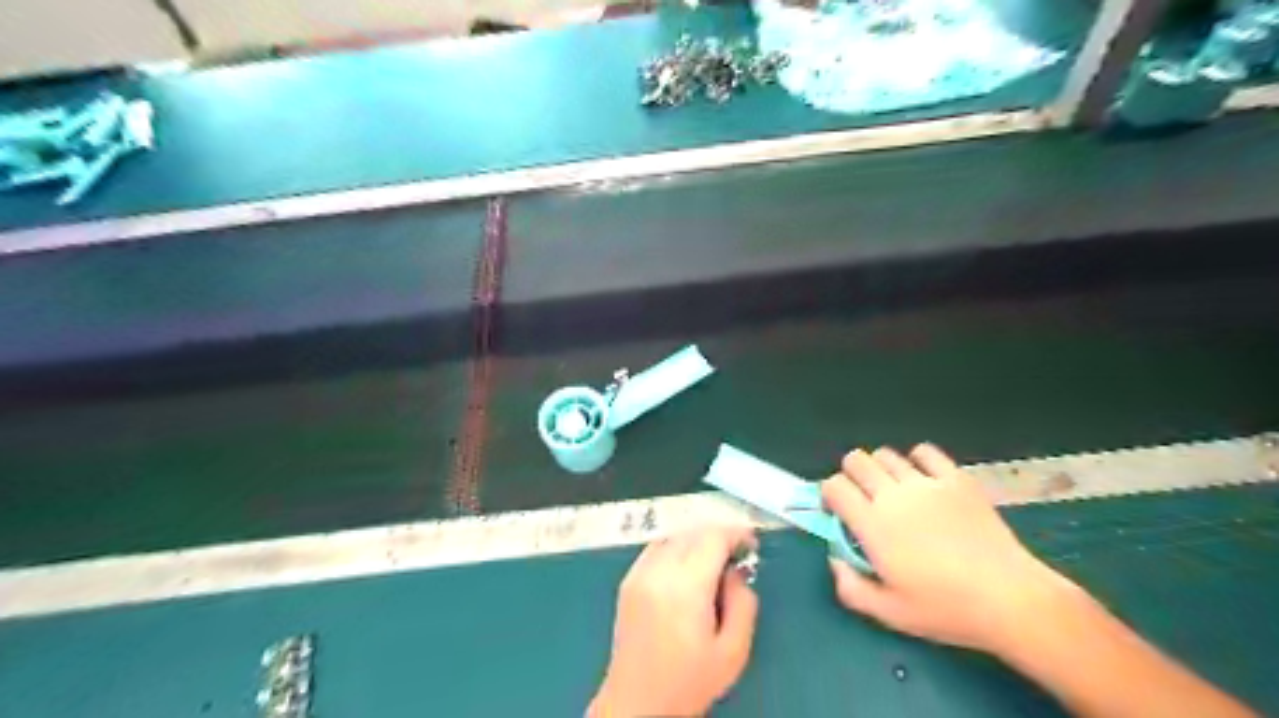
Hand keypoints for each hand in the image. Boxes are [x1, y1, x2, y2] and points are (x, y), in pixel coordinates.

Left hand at [593, 525, 756, 715]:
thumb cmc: (688, 682)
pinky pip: (656, 547)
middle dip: (718, 535)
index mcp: (685, 587)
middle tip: (737, 555)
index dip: (736, 533)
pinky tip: (687, 567)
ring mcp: (639, 573)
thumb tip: (737, 572)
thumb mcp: (733, 652)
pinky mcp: (628, 580)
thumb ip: (743, 604)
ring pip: (674, 535)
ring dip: (697, 539)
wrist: (636, 704)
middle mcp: (658, 571)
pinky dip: (676, 546)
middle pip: (693, 532)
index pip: (713, 538)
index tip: (751, 545)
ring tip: (714, 560)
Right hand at [824, 446, 1080, 658]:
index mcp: (872, 524)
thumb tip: (834, 559)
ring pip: (886, 454)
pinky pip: (926, 451)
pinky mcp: (956, 478)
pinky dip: (917, 460)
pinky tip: (924, 479)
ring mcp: (926, 483)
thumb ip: (851, 587)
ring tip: (894, 491)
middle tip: (863, 500)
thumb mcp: (890, 613)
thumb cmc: (946, 609)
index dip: (830, 495)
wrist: (1010, 599)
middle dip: (850, 475)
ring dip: (880, 468)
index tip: (839, 513)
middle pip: (855, 460)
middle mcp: (893, 495)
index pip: (834, 486)